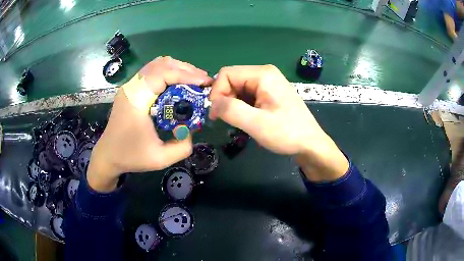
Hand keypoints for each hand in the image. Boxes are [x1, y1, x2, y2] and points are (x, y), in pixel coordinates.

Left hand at [87, 57, 212, 191]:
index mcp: (136, 100)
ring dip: (178, 69)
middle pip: (162, 64)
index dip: (186, 75)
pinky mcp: (131, 88)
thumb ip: (183, 146)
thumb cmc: (131, 156)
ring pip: (157, 64)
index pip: (163, 73)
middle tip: (203, 81)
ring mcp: (130, 86)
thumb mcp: (160, 158)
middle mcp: (132, 87)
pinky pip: (152, 71)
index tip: (205, 82)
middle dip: (186, 69)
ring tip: (193, 81)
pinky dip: (169, 73)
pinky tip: (178, 84)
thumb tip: (193, 128)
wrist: (108, 155)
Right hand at [209, 65, 347, 180]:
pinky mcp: (270, 93)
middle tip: (227, 121)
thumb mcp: (256, 124)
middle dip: (225, 99)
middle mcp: (265, 73)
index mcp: (262, 74)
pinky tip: (249, 119)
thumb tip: (212, 103)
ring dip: (233, 105)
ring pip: (238, 88)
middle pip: (232, 80)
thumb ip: (231, 110)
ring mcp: (268, 83)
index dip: (216, 92)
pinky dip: (242, 107)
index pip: (226, 74)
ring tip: (240, 122)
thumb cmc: (287, 133)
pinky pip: (247, 95)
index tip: (216, 114)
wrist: (310, 144)